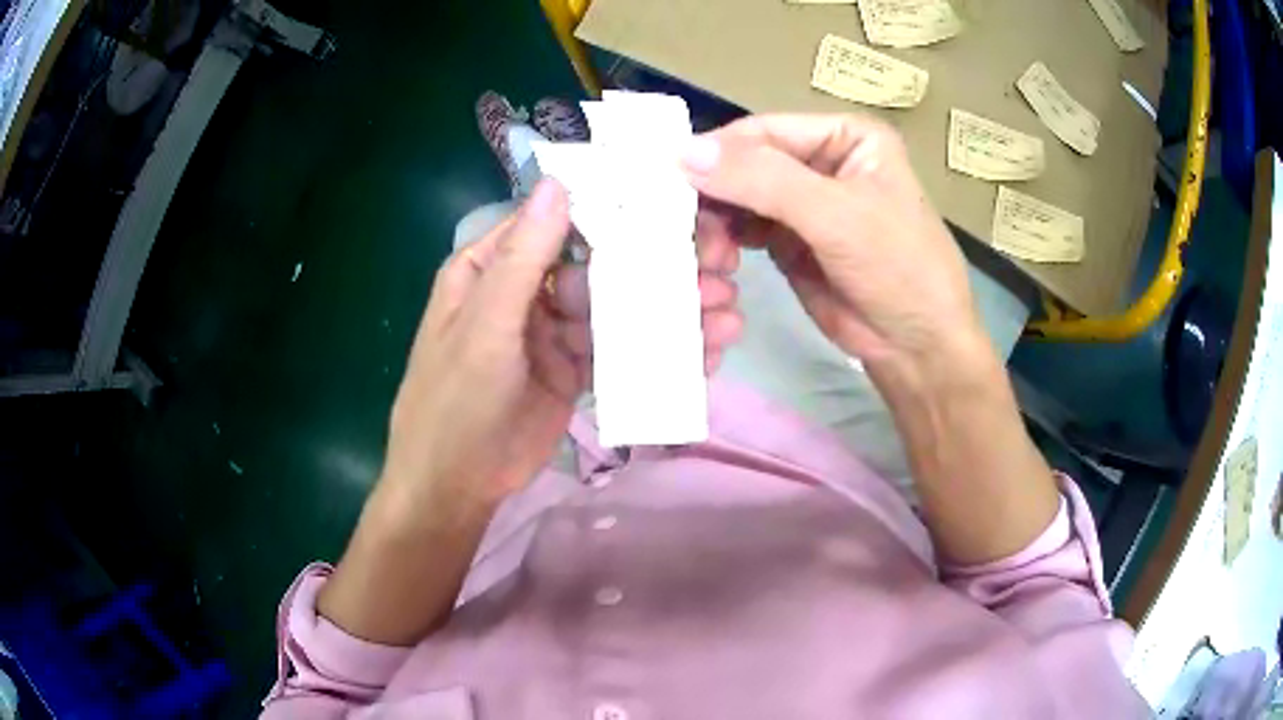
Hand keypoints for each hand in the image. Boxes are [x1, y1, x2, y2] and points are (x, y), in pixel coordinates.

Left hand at [380, 179, 741, 508]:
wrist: (456, 484)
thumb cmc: (455, 400)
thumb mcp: (484, 327)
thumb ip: (521, 259)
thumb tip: (556, 181)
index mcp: (492, 267)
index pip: (558, 221)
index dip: (616, 210)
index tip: (678, 207)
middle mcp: (526, 290)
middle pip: (599, 264)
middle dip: (659, 266)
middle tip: (721, 268)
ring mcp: (553, 331)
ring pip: (617, 307)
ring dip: (669, 310)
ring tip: (727, 316)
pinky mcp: (574, 368)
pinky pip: (620, 348)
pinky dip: (658, 350)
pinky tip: (705, 352)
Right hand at [682, 114, 984, 373]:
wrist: (917, 349)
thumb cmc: (898, 269)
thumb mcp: (837, 216)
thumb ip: (763, 180)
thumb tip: (683, 151)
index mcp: (845, 137)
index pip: (765, 131)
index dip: (717, 152)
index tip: (668, 178)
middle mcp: (822, 161)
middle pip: (747, 164)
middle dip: (716, 195)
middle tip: (687, 229)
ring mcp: (805, 203)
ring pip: (739, 197)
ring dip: (717, 223)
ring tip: (710, 257)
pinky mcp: (791, 241)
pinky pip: (744, 229)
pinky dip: (725, 243)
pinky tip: (719, 263)